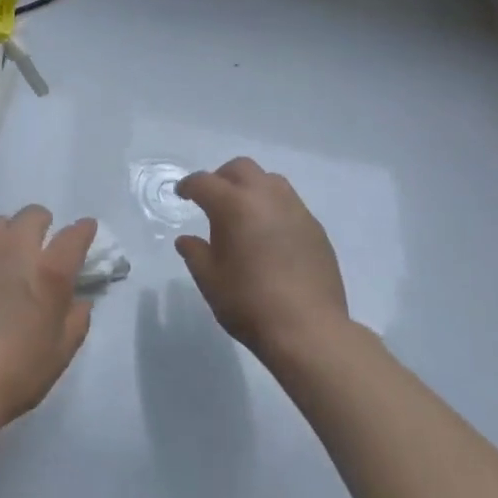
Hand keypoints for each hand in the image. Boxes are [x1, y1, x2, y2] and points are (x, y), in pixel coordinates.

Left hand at [0, 207, 95, 427]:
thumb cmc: (14, 374)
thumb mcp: (59, 354)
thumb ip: (75, 321)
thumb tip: (79, 302)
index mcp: (47, 272)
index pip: (74, 236)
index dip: (83, 230)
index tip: (86, 230)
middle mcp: (13, 250)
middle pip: (33, 215)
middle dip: (42, 224)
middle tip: (40, 247)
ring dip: (8, 235)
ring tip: (4, 259)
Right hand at [175, 158, 347, 360]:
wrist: (308, 329)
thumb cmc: (249, 303)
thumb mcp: (210, 280)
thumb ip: (195, 253)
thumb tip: (187, 239)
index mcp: (234, 205)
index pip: (205, 182)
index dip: (188, 186)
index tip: (182, 194)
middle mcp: (266, 197)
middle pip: (241, 168)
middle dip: (222, 177)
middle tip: (212, 200)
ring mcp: (296, 210)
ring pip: (270, 180)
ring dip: (251, 188)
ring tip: (243, 213)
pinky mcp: (315, 228)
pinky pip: (290, 204)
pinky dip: (273, 208)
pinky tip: (270, 235)